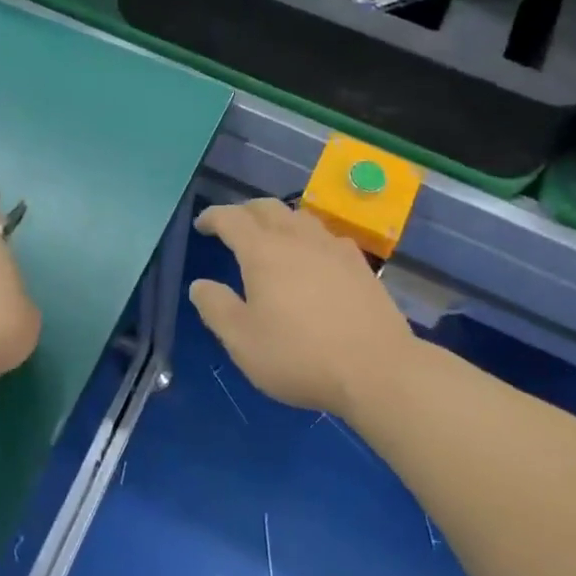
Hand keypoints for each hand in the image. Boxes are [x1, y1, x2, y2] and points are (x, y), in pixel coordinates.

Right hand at [189, 199, 417, 417]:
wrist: (376, 368)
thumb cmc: (299, 355)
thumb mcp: (242, 341)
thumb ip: (216, 308)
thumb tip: (200, 285)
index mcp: (263, 251)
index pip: (231, 219)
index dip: (213, 217)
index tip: (202, 225)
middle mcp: (297, 238)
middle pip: (267, 207)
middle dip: (244, 211)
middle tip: (233, 227)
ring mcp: (332, 247)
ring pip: (299, 216)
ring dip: (278, 219)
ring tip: (271, 237)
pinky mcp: (358, 263)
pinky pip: (325, 236)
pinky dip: (307, 237)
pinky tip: (312, 257)